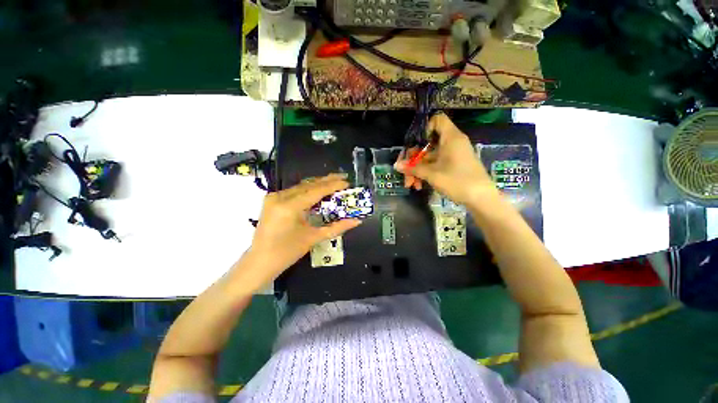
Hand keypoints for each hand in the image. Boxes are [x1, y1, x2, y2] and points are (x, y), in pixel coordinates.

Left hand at [243, 174, 361, 284]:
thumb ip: (337, 227)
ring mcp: (274, 197)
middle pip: (308, 184)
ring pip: (301, 186)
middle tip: (343, 177)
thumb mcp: (313, 238)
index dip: (333, 185)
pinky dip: (308, 189)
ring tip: (333, 182)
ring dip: (318, 184)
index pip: (316, 191)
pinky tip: (318, 190)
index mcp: (289, 206)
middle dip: (327, 180)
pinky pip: (294, 191)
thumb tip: (357, 221)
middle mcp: (280, 197)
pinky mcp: (272, 200)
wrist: (260, 262)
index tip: (347, 182)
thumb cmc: (287, 253)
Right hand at [395, 113, 495, 205]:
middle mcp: (452, 143)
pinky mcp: (453, 165)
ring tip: (411, 185)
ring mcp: (453, 155)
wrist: (481, 199)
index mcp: (451, 138)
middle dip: (414, 159)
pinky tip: (419, 185)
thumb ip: (413, 168)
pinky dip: (426, 173)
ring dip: (418, 170)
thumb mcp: (432, 174)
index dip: (424, 128)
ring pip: (430, 157)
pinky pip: (436, 164)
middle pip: (427, 143)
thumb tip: (396, 165)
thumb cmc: (457, 181)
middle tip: (404, 172)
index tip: (415, 144)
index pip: (437, 120)